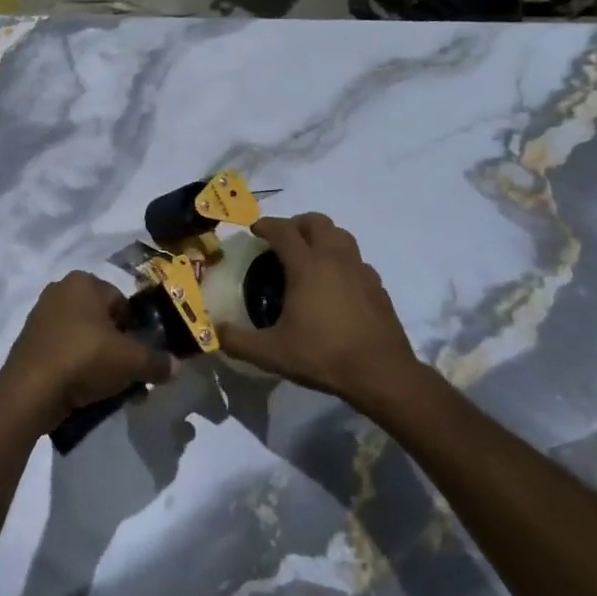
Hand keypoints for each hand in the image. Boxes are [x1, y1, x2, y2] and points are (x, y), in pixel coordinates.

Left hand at [0, 272, 178, 434]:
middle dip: (119, 349)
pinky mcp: (29, 344)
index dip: (136, 332)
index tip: (139, 358)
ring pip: (84, 340)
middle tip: (128, 377)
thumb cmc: (84, 359)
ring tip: (108, 391)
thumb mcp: (131, 361)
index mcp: (83, 282)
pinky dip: (77, 370)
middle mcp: (60, 291)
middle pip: (104, 322)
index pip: (123, 303)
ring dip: (100, 362)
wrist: (29, 393)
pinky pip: (64, 353)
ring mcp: (40, 317)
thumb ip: (157, 362)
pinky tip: (85, 393)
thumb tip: (176, 367)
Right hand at [219, 214, 425, 416]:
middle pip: (316, 222)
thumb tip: (215, 331)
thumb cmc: (323, 355)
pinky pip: (356, 260)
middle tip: (282, 240)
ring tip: (309, 256)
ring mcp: (360, 270)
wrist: (381, 373)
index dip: (266, 225)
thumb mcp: (272, 353)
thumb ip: (238, 341)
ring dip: (322, 237)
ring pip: (341, 236)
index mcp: (307, 265)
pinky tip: (336, 284)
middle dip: (296, 224)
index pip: (283, 230)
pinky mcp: (377, 286)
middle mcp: (335, 258)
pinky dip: (342, 261)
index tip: (255, 230)